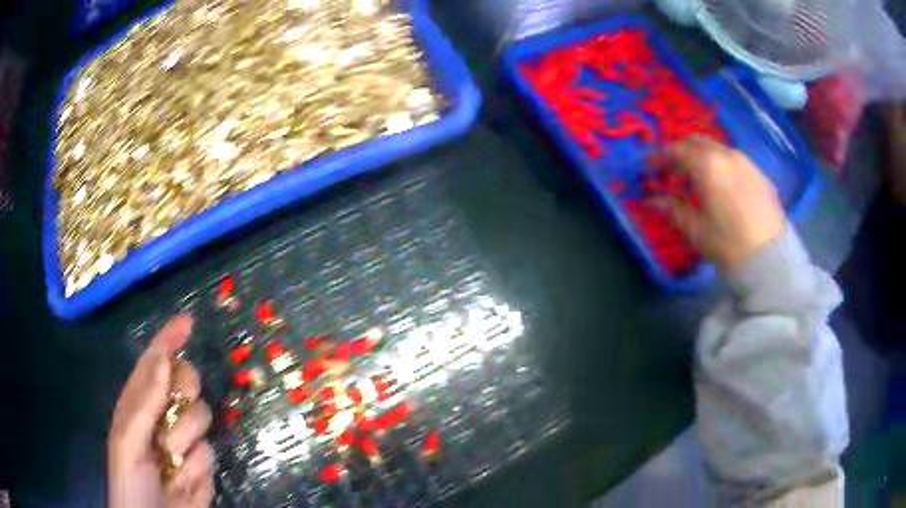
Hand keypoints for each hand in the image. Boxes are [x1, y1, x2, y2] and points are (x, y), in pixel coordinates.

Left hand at [108, 315, 214, 507]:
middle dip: (185, 389)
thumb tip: (163, 358)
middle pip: (186, 382)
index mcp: (138, 403)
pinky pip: (209, 453)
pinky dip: (195, 467)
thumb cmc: (130, 480)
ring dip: (186, 437)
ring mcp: (184, 440)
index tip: (187, 322)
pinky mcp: (202, 465)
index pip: (154, 362)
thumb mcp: (128, 441)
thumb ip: (144, 403)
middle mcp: (163, 416)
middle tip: (178, 402)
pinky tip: (183, 479)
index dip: (169, 340)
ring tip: (171, 460)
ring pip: (202, 417)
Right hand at [651, 136, 785, 272]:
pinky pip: (734, 160)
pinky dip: (721, 165)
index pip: (676, 151)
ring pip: (717, 148)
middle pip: (697, 141)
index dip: (659, 156)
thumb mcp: (696, 230)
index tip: (647, 166)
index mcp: (707, 165)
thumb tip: (651, 201)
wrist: (771, 259)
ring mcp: (746, 162)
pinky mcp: (760, 174)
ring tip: (697, 178)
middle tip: (671, 169)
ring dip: (702, 157)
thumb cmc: (729, 244)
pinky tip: (722, 186)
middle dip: (681, 151)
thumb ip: (672, 210)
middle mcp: (727, 155)